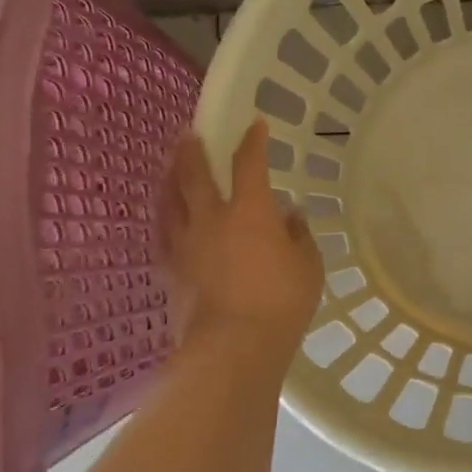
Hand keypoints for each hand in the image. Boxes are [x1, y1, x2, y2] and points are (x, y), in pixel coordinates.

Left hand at [165, 119, 322, 351]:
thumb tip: (290, 216)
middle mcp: (211, 218)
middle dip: (193, 150)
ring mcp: (186, 244)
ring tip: (169, 166)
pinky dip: (164, 218)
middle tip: (189, 132)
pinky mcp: (171, 270)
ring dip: (170, 178)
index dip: (253, 141)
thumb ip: (299, 236)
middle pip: (195, 174)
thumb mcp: (308, 266)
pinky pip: (163, 234)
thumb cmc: (281, 302)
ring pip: (170, 201)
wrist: (233, 347)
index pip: (249, 164)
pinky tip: (164, 216)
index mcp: (250, 211)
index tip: (256, 124)